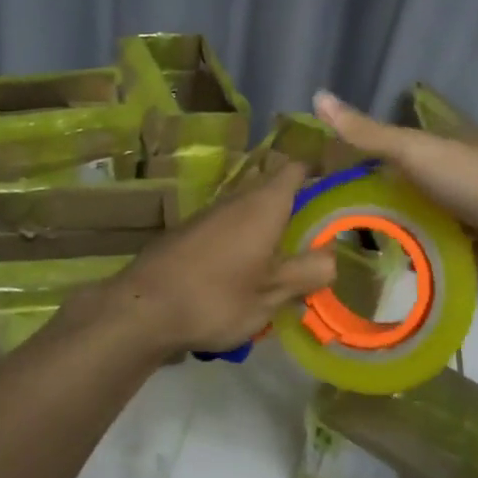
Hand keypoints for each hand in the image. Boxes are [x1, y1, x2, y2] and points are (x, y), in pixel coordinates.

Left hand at [100, 160, 336, 355]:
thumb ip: (306, 273)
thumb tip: (332, 257)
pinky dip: (244, 242)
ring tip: (284, 264)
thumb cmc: (216, 298)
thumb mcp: (271, 295)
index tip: (336, 193)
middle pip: (273, 189)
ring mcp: (209, 214)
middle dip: (296, 210)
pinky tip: (245, 276)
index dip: (318, 173)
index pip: (296, 168)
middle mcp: (237, 199)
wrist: (142, 309)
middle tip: (317, 239)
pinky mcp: (189, 232)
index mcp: (264, 205)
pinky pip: (229, 228)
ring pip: (250, 211)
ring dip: (268, 230)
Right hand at [313, 90, 477, 275]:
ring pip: (430, 217)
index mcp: (443, 144)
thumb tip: (316, 94)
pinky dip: (430, 256)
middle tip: (338, 226)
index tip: (330, 180)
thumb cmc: (474, 181)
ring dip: (405, 230)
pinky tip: (402, 272)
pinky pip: (450, 248)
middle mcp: (458, 172)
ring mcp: (476, 209)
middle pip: (411, 184)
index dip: (363, 158)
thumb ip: (368, 133)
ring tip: (362, 254)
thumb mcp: (414, 151)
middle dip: (382, 199)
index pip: (395, 146)